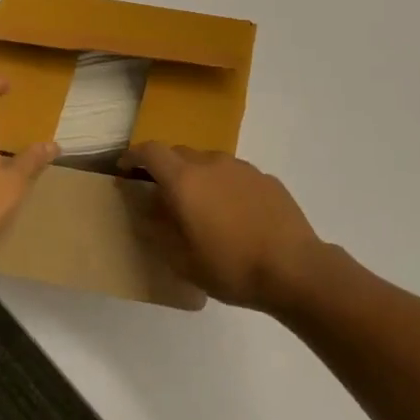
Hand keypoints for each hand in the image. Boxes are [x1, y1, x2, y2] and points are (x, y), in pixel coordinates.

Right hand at [120, 143, 324, 311]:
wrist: (294, 267)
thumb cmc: (231, 267)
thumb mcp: (183, 260)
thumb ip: (158, 229)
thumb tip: (145, 208)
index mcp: (185, 180)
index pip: (151, 152)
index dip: (134, 157)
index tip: (125, 170)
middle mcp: (211, 163)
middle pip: (179, 153)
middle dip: (164, 168)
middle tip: (159, 195)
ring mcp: (242, 167)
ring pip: (208, 162)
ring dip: (196, 177)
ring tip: (199, 208)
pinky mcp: (265, 177)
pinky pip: (233, 175)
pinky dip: (223, 186)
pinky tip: (233, 215)